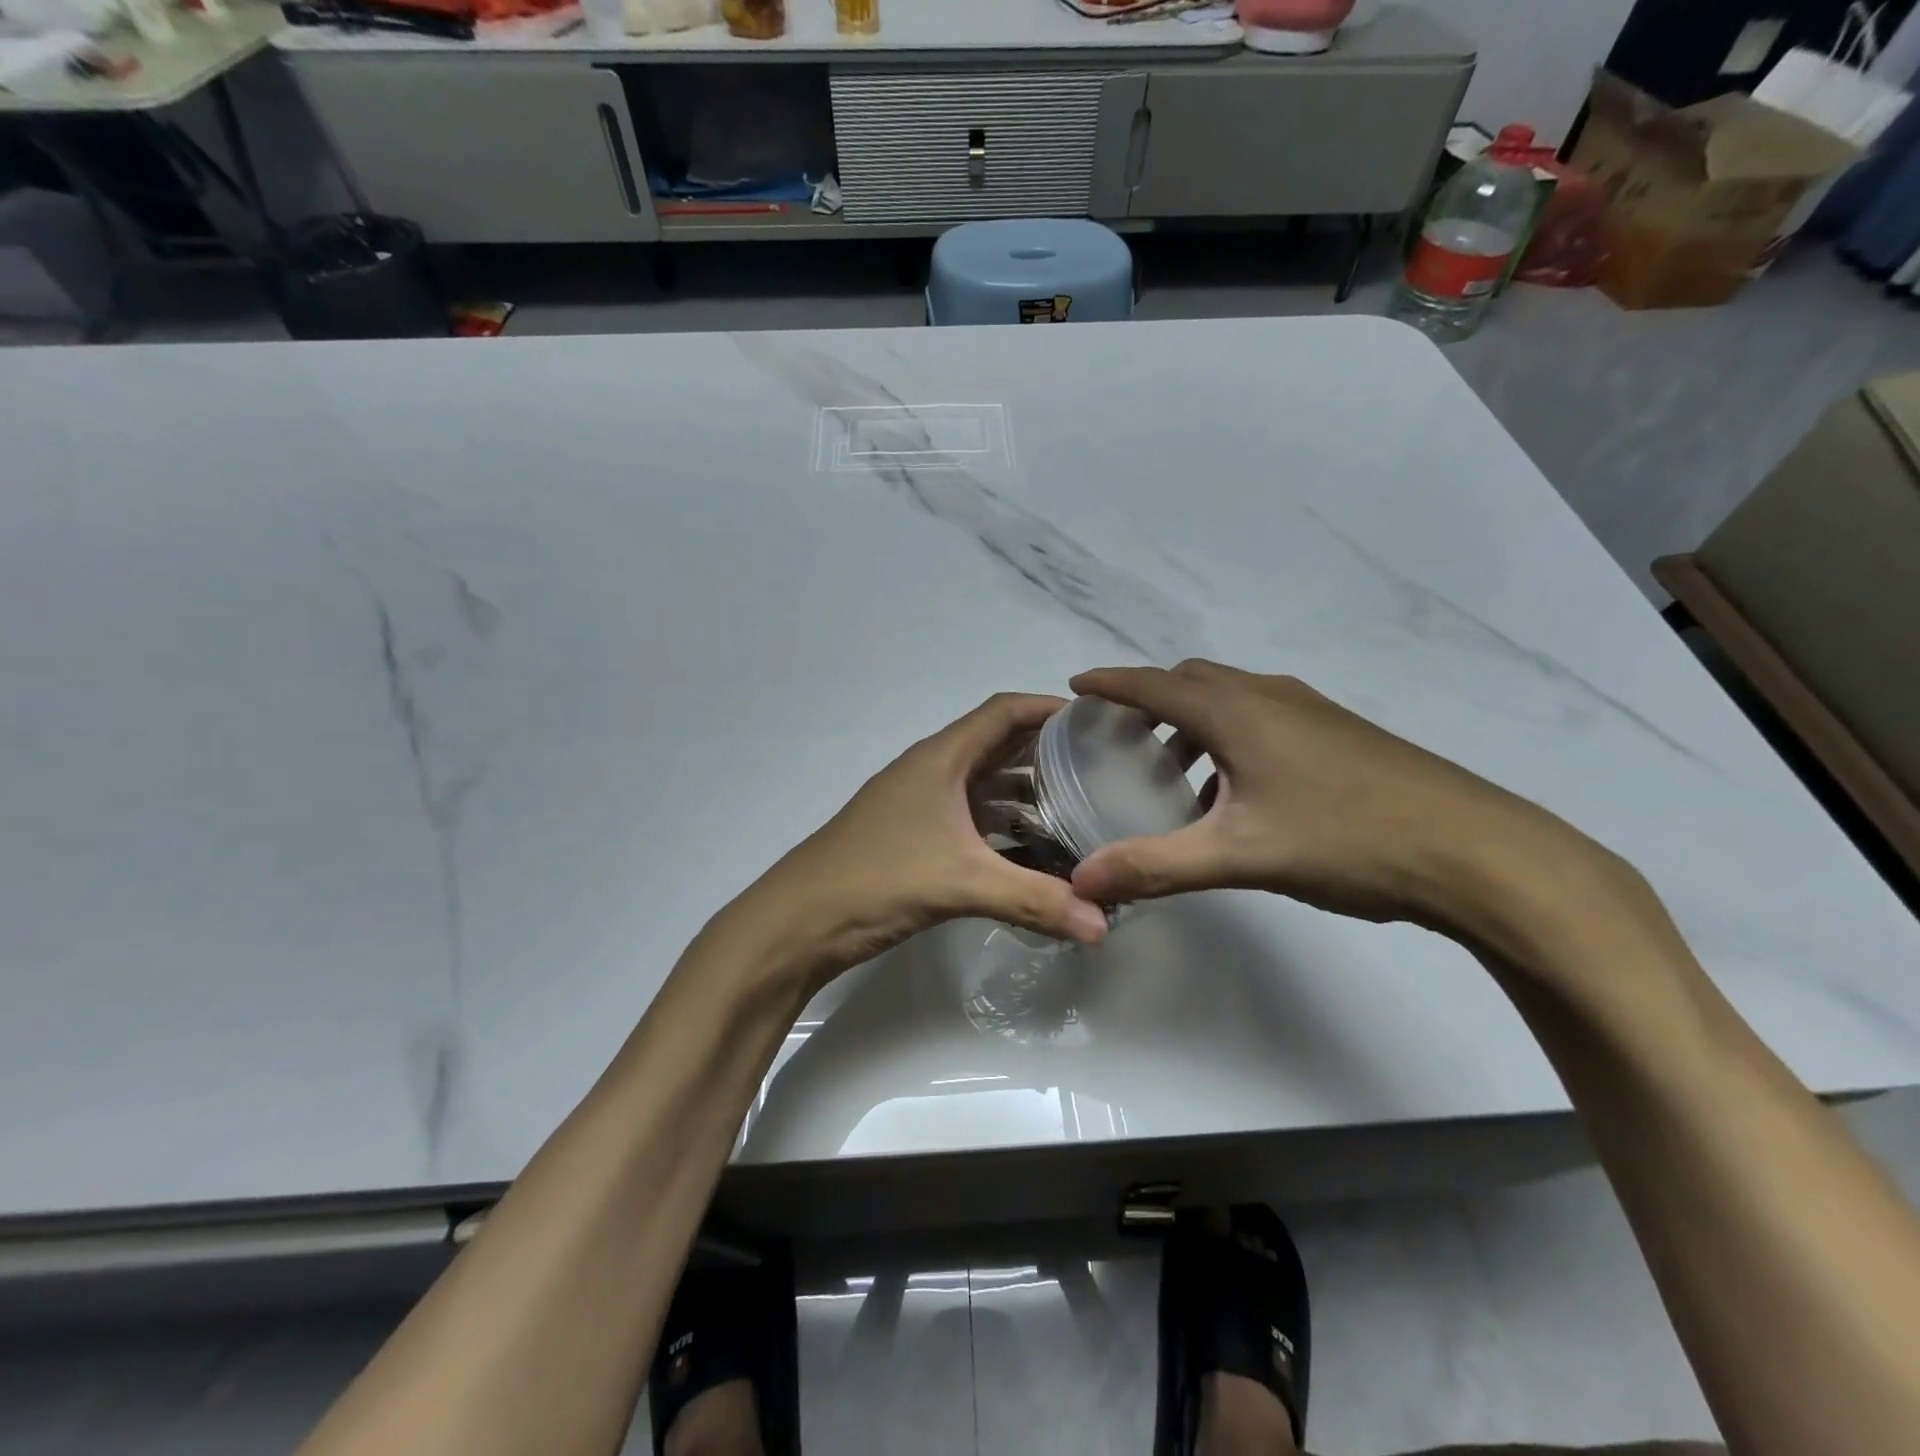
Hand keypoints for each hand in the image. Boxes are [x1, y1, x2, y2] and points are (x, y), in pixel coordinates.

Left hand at [741, 693, 1109, 986]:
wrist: (798, 922)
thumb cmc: (876, 880)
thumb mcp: (961, 884)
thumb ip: (1035, 900)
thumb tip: (1103, 926)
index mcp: (940, 758)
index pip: (1002, 711)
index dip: (1047, 708)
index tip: (1095, 721)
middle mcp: (931, 771)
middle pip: (997, 745)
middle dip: (1045, 753)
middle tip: (1099, 768)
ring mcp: (920, 804)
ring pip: (983, 785)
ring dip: (1024, 792)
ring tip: (1076, 809)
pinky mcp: (914, 836)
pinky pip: (969, 818)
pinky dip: (1002, 826)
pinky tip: (1032, 850)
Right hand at [1066, 661, 1619, 947]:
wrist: (1479, 853)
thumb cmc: (1347, 841)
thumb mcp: (1240, 855)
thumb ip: (1156, 865)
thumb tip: (1082, 881)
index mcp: (1239, 712)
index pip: (1155, 683)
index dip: (1110, 683)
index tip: (1075, 686)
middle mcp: (1272, 696)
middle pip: (1193, 681)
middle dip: (1150, 700)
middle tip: (1120, 738)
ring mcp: (1313, 711)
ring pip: (1232, 698)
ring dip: (1193, 721)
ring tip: (1173, 771)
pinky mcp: (1342, 734)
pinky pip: (1264, 717)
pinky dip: (1230, 736)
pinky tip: (1238, 791)